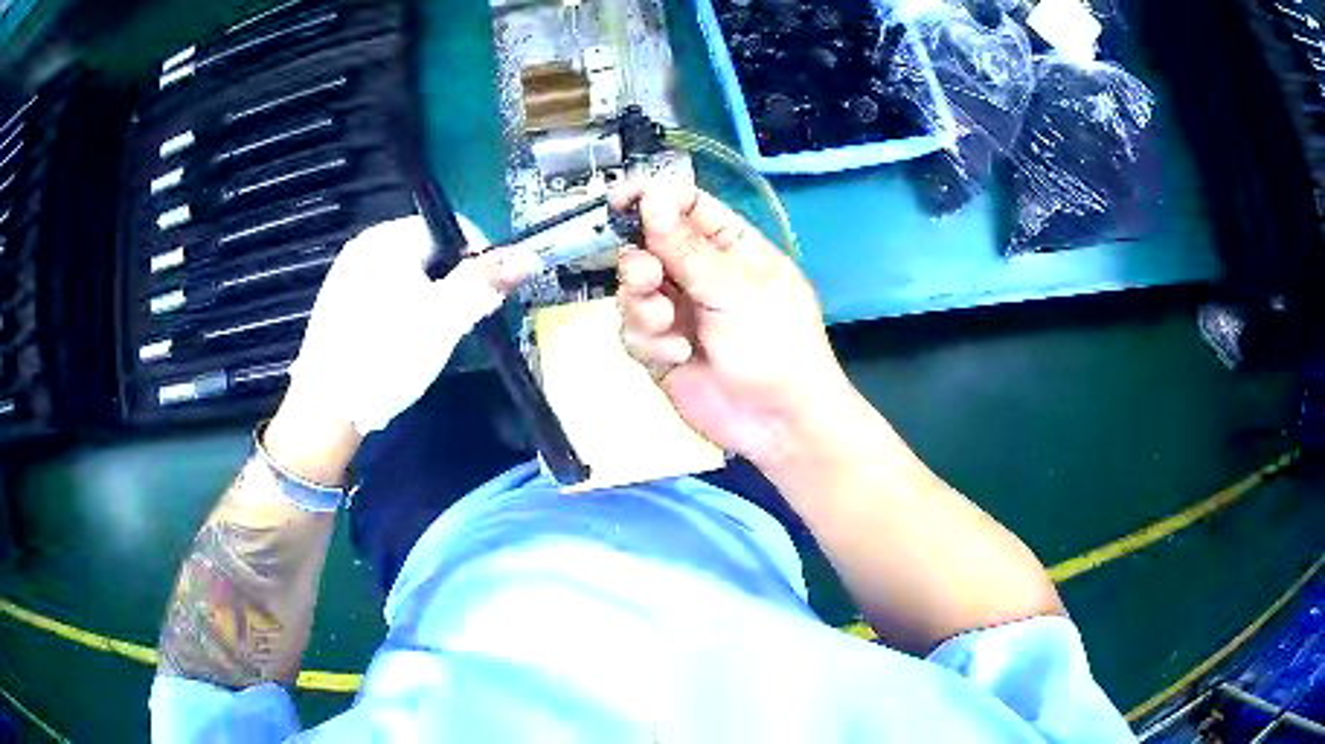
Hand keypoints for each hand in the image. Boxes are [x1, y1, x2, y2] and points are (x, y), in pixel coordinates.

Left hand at [280, 215, 540, 439]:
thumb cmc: (385, 357)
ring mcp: (347, 276)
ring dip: (430, 303)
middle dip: (452, 285)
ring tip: (427, 341)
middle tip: (454, 327)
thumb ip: (485, 283)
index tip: (483, 301)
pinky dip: (403, 314)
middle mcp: (364, 247)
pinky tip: (399, 347)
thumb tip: (529, 254)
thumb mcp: (443, 320)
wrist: (325, 412)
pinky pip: (386, 297)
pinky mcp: (340, 305)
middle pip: (431, 253)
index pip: (452, 228)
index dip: (479, 260)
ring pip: (409, 278)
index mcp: (387, 238)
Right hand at [613, 178, 852, 464]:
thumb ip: (686, 248)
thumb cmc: (775, 345)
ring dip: (642, 305)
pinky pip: (632, 331)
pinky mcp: (659, 348)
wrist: (778, 424)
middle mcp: (699, 273)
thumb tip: (650, 196)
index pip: (685, 206)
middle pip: (647, 246)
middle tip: (648, 278)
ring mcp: (678, 311)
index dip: (653, 197)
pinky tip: (678, 357)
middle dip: (640, 262)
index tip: (621, 200)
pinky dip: (649, 342)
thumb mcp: (735, 290)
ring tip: (666, 325)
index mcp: (729, 246)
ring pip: (632, 289)